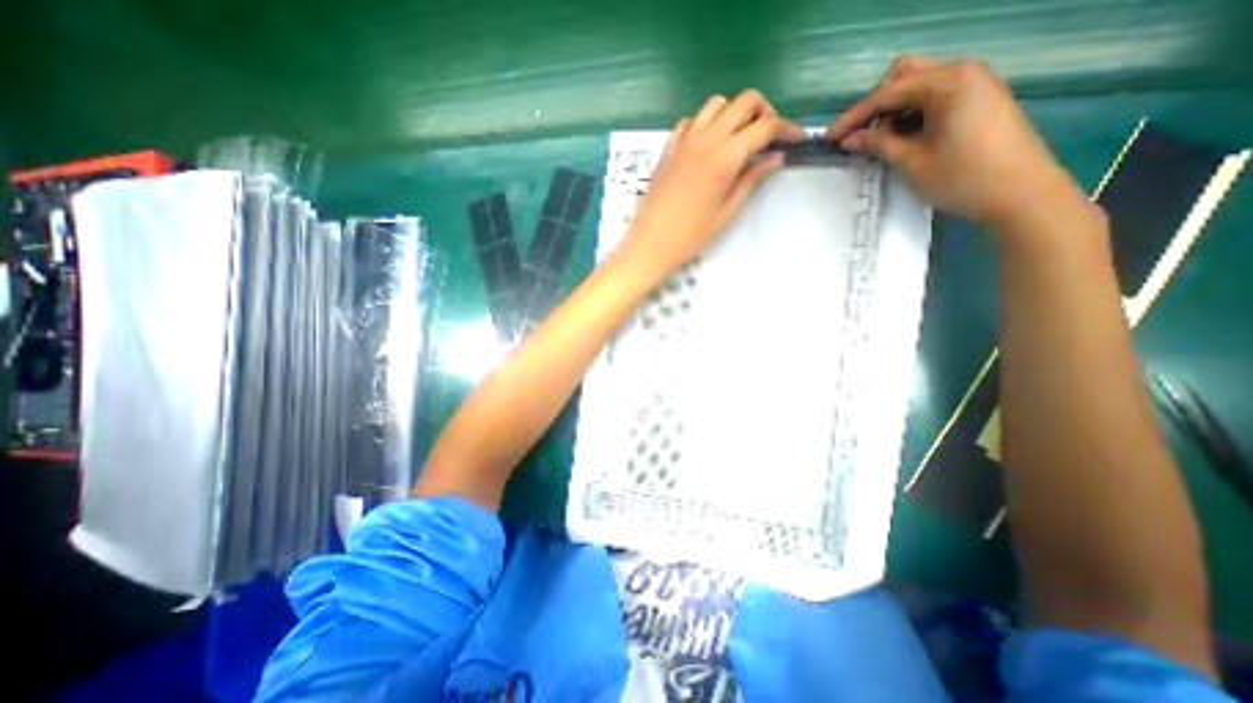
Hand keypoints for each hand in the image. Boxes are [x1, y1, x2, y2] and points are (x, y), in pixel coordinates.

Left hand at [616, 89, 801, 278]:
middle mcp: (706, 139)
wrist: (650, 243)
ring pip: (716, 104)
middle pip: (744, 101)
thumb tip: (775, 157)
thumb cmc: (691, 235)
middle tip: (769, 138)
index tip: (796, 140)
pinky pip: (691, 120)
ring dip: (735, 113)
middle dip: (765, 112)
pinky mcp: (669, 148)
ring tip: (739, 139)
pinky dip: (706, 123)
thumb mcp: (727, 212)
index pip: (765, 126)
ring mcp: (684, 141)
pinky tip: (709, 144)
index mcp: (725, 157)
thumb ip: (752, 179)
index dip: (787, 129)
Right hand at [830, 55, 1081, 226]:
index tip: (830, 139)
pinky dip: (911, 113)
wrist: (1020, 193)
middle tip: (858, 135)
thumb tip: (850, 140)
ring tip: (877, 142)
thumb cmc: (962, 177)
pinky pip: (934, 96)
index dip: (854, 116)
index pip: (887, 92)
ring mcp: (974, 84)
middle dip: (875, 104)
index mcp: (948, 82)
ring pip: (919, 85)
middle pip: (904, 76)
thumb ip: (878, 144)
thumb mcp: (912, 161)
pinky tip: (901, 137)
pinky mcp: (978, 100)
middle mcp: (962, 72)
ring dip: (893, 109)